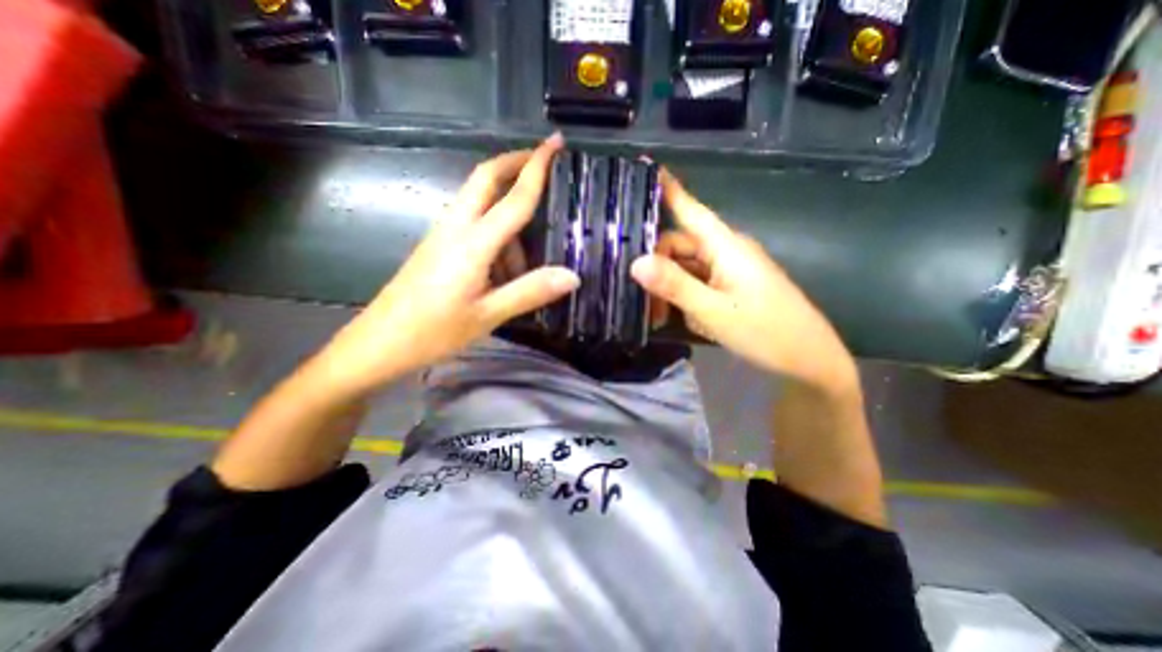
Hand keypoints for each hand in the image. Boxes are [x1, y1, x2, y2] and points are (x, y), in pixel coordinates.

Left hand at [311, 135, 578, 395]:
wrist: (379, 343)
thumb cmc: (433, 331)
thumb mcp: (488, 315)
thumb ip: (530, 291)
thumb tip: (573, 275)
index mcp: (472, 243)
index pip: (513, 198)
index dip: (537, 168)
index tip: (555, 142)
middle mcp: (456, 228)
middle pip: (484, 179)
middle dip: (514, 163)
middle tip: (543, 163)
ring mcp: (443, 236)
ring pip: (480, 206)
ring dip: (508, 218)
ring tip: (527, 265)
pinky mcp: (438, 247)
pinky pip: (472, 227)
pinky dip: (497, 238)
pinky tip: (503, 272)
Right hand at [632, 171, 855, 392]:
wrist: (807, 360)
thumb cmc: (766, 331)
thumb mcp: (713, 311)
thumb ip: (675, 286)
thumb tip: (636, 262)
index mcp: (727, 246)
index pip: (692, 210)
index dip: (669, 190)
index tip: (646, 167)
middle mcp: (726, 252)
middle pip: (680, 246)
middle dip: (657, 268)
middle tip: (640, 298)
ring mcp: (728, 272)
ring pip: (686, 268)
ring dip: (668, 287)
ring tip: (655, 314)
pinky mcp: (729, 288)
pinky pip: (697, 284)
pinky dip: (683, 297)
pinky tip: (677, 316)